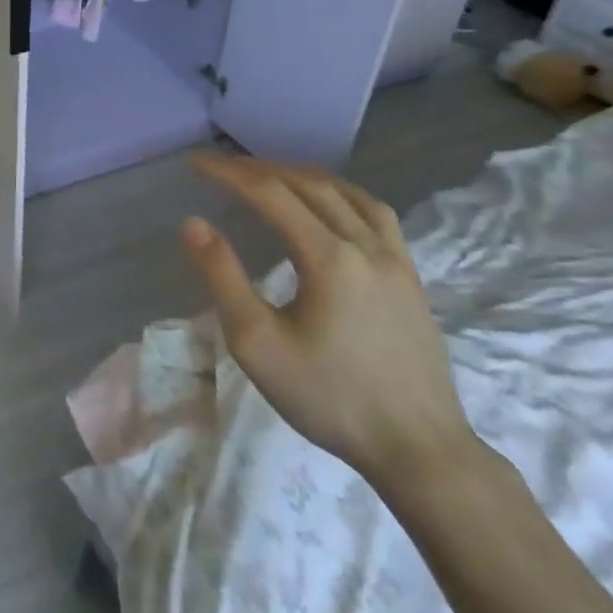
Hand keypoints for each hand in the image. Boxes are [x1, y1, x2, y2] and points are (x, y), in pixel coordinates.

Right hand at [180, 153, 478, 489]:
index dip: (229, 173)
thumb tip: (193, 223)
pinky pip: (376, 214)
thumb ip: (223, 277)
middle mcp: (366, 245)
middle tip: (222, 166)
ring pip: (347, 194)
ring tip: (271, 174)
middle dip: (260, 169)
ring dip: (303, 175)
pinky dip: (342, 194)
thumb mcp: (257, 343)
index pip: (270, 194)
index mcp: (329, 257)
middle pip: (309, 185)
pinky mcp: (411, 279)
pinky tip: (331, 206)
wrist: (419, 450)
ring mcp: (396, 260)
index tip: (195, 162)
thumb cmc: (329, 397)